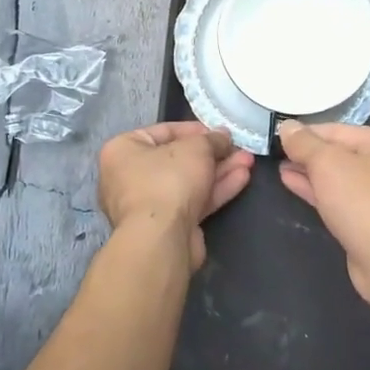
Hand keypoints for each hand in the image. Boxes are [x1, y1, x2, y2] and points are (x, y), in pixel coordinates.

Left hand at [98, 121, 252, 268]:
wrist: (161, 239)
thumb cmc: (168, 180)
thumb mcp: (195, 148)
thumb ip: (212, 139)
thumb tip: (222, 136)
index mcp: (122, 151)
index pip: (162, 132)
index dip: (195, 130)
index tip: (219, 132)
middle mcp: (129, 177)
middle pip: (178, 159)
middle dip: (213, 154)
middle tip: (238, 148)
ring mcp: (148, 205)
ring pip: (189, 182)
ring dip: (219, 171)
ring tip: (248, 161)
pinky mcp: (167, 226)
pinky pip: (193, 201)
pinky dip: (216, 190)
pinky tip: (242, 178)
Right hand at [276, 122, 369, 310]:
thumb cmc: (364, 202)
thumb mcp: (328, 164)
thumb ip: (304, 143)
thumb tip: (287, 126)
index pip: (339, 130)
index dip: (305, 133)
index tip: (276, 136)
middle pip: (342, 154)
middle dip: (309, 155)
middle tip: (276, 154)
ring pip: (342, 179)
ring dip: (311, 174)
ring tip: (281, 169)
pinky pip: (343, 200)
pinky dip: (320, 193)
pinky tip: (295, 185)